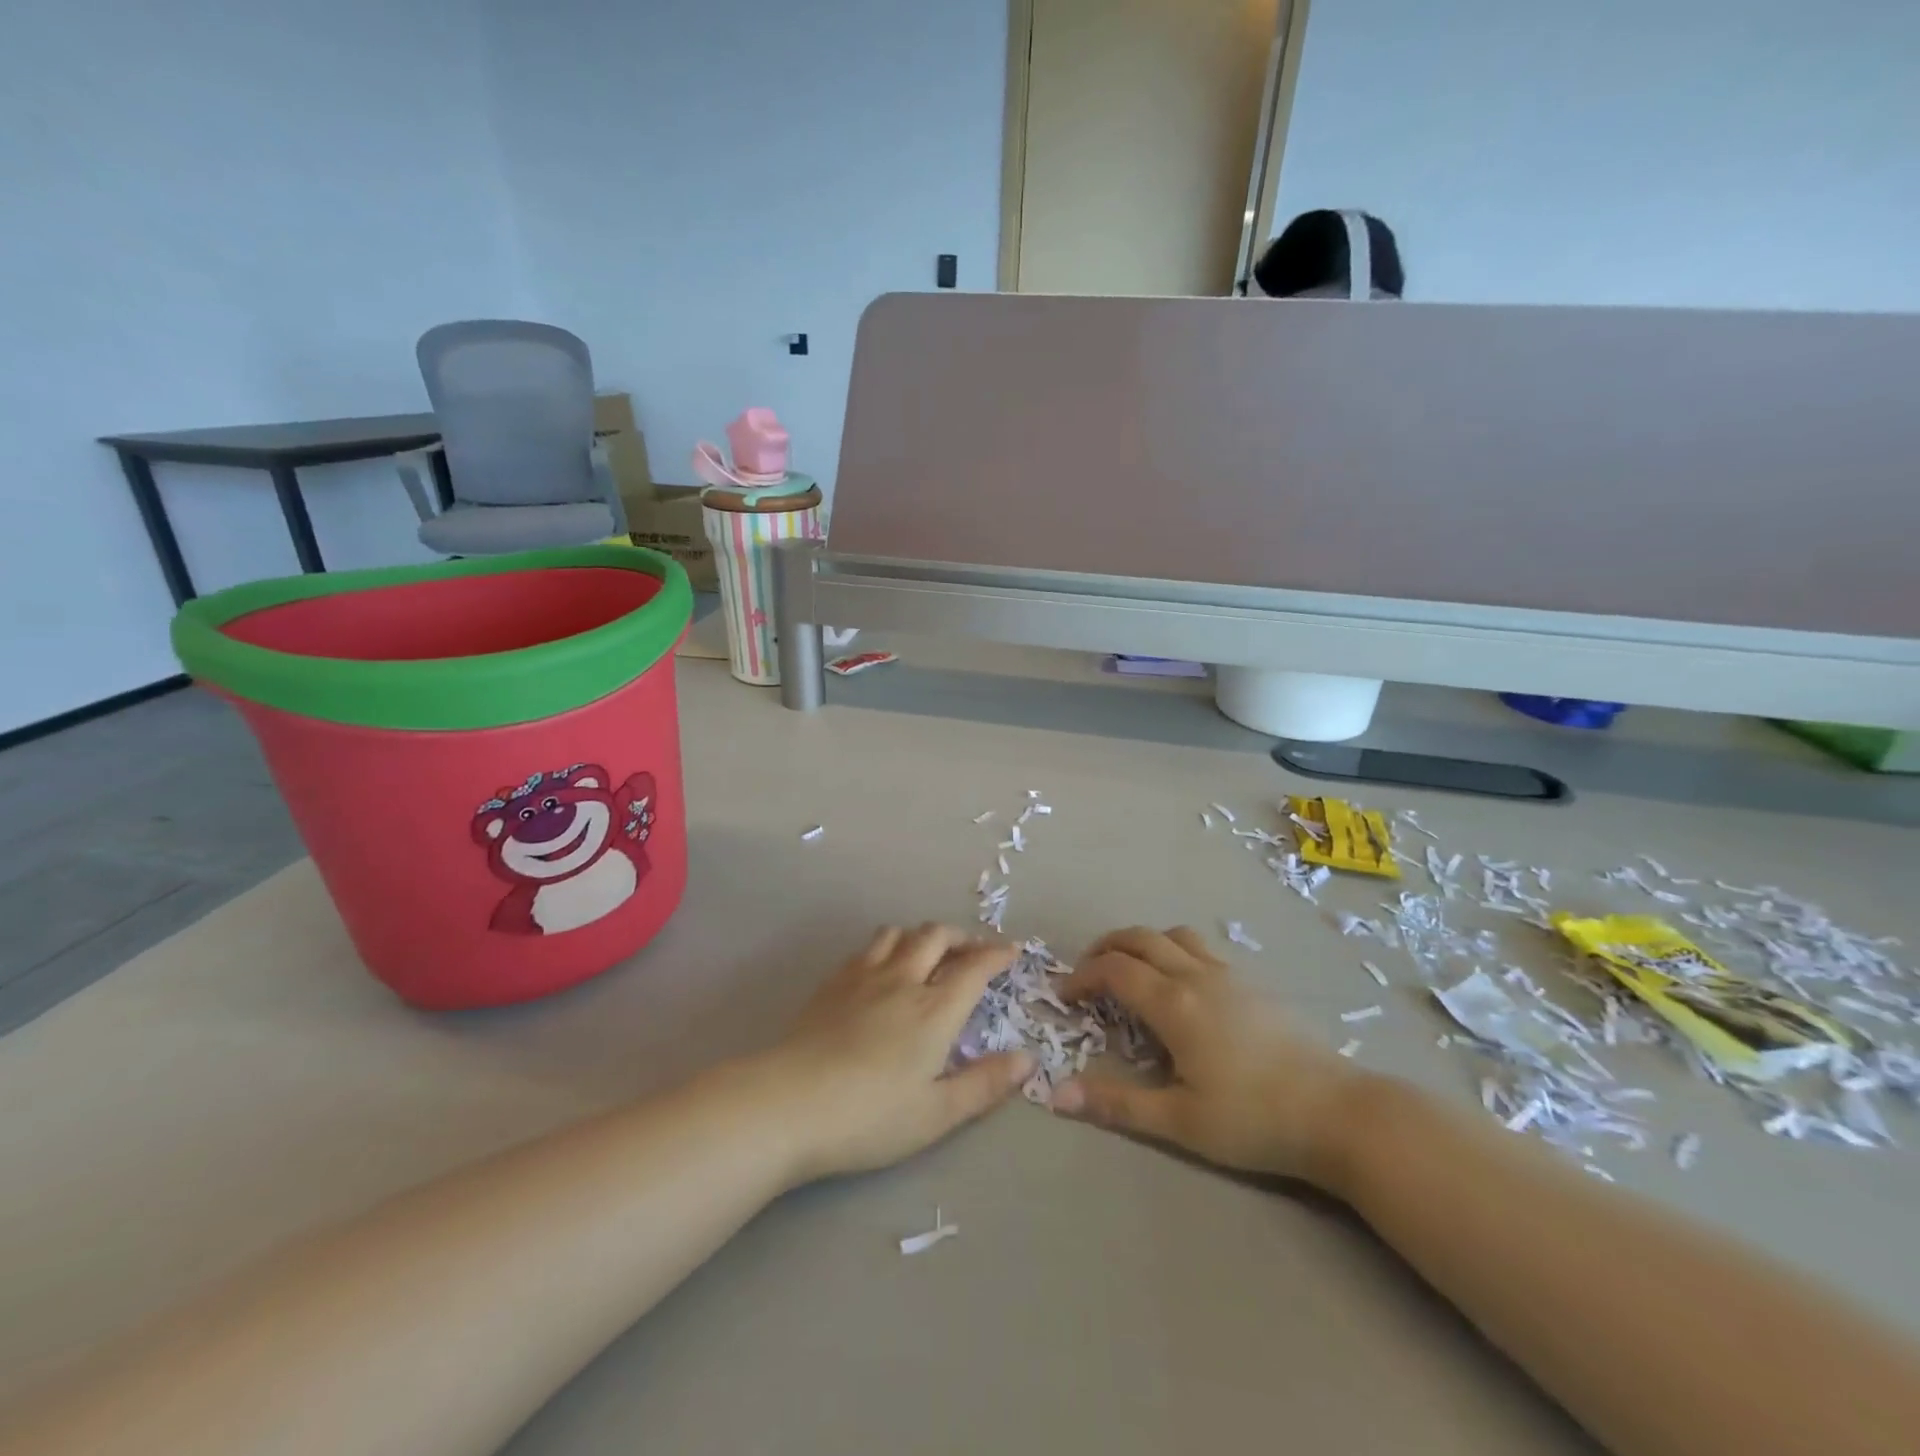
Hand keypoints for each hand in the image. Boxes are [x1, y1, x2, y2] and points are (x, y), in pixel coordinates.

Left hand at [763, 924, 1033, 1182]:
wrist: (789, 1104)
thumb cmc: (870, 1116)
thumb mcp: (937, 1114)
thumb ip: (985, 1084)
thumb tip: (1027, 1059)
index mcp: (934, 1009)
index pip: (974, 967)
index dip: (997, 955)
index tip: (1012, 950)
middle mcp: (902, 980)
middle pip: (936, 936)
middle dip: (962, 937)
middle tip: (974, 951)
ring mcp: (863, 976)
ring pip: (899, 933)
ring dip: (922, 935)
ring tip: (929, 953)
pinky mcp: (833, 982)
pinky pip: (867, 947)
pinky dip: (888, 946)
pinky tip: (883, 967)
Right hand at [1050, 926, 1367, 1184]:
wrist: (1339, 1113)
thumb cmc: (1254, 1120)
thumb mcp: (1179, 1121)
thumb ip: (1116, 1104)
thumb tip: (1056, 1095)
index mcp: (1173, 1003)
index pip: (1114, 969)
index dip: (1082, 976)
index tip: (1065, 996)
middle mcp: (1196, 975)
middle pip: (1139, 938)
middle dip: (1105, 948)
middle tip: (1087, 973)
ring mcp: (1229, 974)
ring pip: (1173, 935)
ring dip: (1141, 943)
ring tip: (1130, 970)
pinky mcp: (1253, 983)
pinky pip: (1201, 948)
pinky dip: (1173, 951)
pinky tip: (1181, 986)